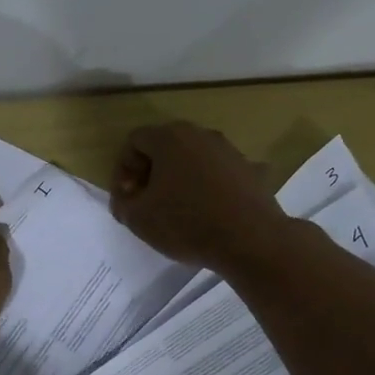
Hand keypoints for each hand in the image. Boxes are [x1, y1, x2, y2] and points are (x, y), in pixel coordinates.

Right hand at [109, 122, 287, 271]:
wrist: (251, 240)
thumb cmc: (186, 223)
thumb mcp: (138, 219)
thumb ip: (123, 204)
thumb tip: (127, 199)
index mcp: (169, 138)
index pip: (135, 141)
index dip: (123, 169)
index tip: (128, 198)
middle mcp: (200, 134)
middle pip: (165, 146)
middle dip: (151, 172)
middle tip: (147, 202)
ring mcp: (229, 150)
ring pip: (193, 159)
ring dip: (180, 179)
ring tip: (178, 210)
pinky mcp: (250, 170)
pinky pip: (218, 174)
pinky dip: (207, 188)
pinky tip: (208, 214)